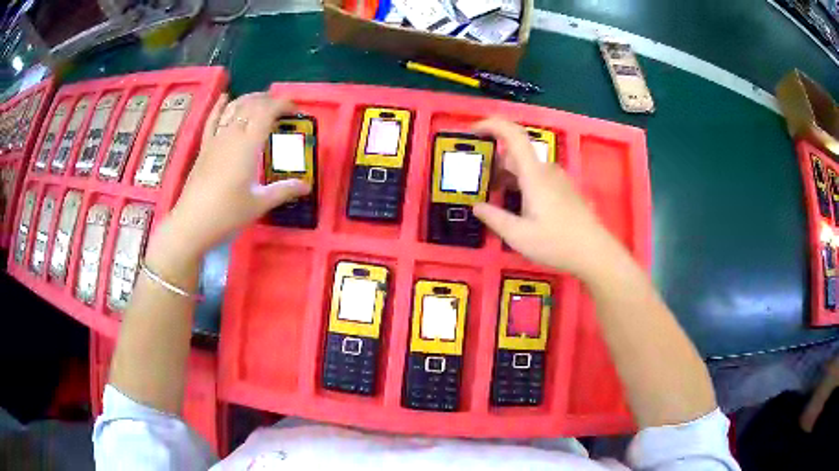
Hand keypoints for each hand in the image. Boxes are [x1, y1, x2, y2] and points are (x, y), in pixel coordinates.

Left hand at [157, 92, 310, 260]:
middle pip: (251, 105)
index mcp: (248, 145)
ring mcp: (215, 140)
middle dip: (268, 99)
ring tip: (260, 100)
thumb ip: (283, 190)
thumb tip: (306, 186)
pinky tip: (225, 97)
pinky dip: (220, 106)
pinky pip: (212, 120)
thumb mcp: (259, 203)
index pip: (267, 112)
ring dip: (248, 99)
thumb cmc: (227, 214)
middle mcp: (231, 135)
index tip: (295, 111)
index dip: (283, 105)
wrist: (192, 224)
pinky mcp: (204, 148)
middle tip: (281, 107)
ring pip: (233, 108)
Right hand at [472, 118, 621, 278]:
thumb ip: (495, 218)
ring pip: (527, 167)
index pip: (513, 135)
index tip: (473, 132)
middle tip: (480, 183)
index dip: (492, 125)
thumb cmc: (556, 243)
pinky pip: (537, 177)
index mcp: (534, 174)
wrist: (594, 253)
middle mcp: (546, 170)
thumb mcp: (518, 236)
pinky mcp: (564, 189)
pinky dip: (521, 183)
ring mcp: (558, 179)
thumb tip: (477, 206)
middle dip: (495, 163)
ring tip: (496, 198)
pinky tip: (518, 207)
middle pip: (516, 154)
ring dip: (508, 176)